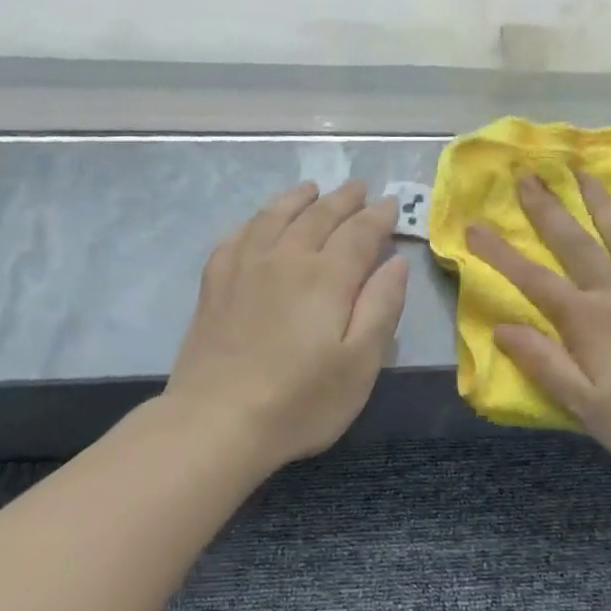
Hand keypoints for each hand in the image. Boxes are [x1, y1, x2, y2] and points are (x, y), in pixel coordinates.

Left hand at [167, 181, 408, 469]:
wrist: (217, 422)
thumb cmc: (301, 401)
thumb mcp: (361, 363)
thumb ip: (382, 307)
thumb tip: (395, 262)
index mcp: (327, 276)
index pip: (359, 232)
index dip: (378, 216)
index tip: (391, 204)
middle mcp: (285, 258)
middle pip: (318, 216)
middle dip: (343, 200)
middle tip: (359, 188)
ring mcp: (244, 267)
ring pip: (275, 216)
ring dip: (299, 199)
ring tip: (312, 190)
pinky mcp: (214, 284)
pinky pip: (238, 235)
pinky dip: (256, 220)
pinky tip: (259, 223)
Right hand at [466, 173, 610, 479]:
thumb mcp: (583, 405)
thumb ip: (543, 363)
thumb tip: (501, 328)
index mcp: (588, 321)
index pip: (534, 281)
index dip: (500, 254)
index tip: (474, 227)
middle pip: (577, 244)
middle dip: (548, 209)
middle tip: (528, 175)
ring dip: (602, 201)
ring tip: (585, 171)